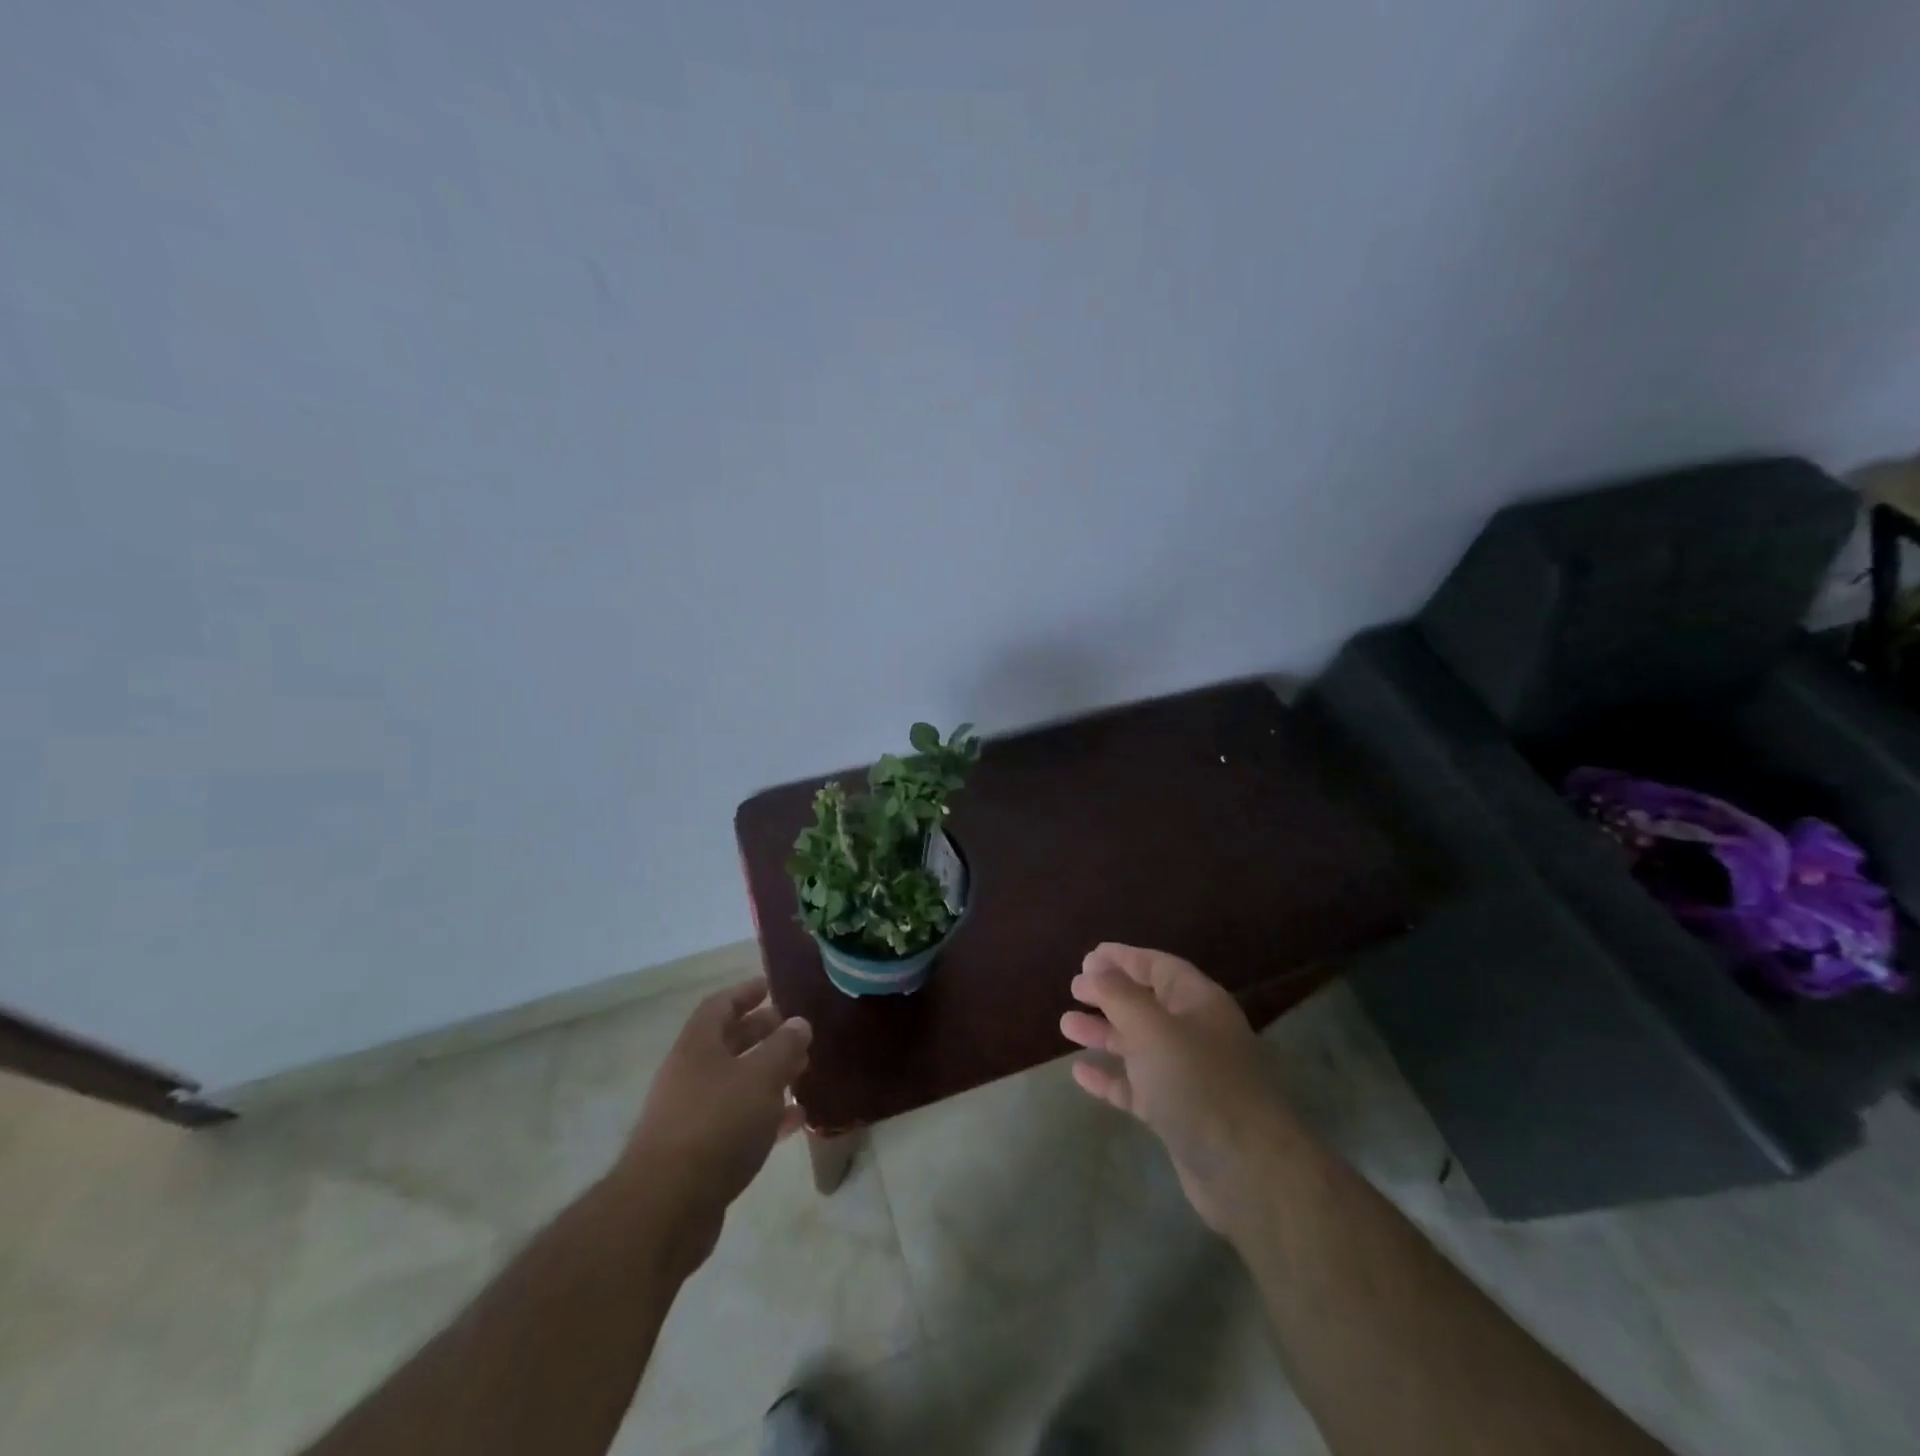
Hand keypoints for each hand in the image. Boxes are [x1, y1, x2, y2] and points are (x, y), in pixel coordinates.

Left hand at [619, 978, 811, 1266]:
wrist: (666, 1208)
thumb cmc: (716, 1125)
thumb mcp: (760, 1077)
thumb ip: (783, 1047)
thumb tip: (798, 1023)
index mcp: (697, 1047)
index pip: (719, 1006)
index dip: (745, 993)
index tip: (771, 987)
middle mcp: (689, 1076)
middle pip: (727, 1044)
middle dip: (762, 1034)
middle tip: (795, 1031)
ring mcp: (690, 1116)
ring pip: (734, 1084)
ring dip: (767, 1076)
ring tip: (802, 1072)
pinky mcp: (698, 1155)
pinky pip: (737, 1122)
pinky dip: (765, 1115)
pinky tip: (795, 1120)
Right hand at [1060, 943, 1292, 1232]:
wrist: (1246, 1171)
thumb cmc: (1197, 1083)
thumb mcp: (1152, 1029)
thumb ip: (1120, 995)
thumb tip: (1096, 968)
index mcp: (1199, 1003)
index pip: (1159, 967)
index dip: (1124, 958)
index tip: (1088, 957)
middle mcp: (1196, 1034)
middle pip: (1147, 1004)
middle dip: (1110, 995)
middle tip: (1073, 989)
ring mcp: (1188, 1076)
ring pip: (1139, 1045)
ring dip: (1104, 1033)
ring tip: (1065, 1025)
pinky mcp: (1178, 1114)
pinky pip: (1137, 1086)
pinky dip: (1111, 1077)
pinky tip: (1079, 1073)